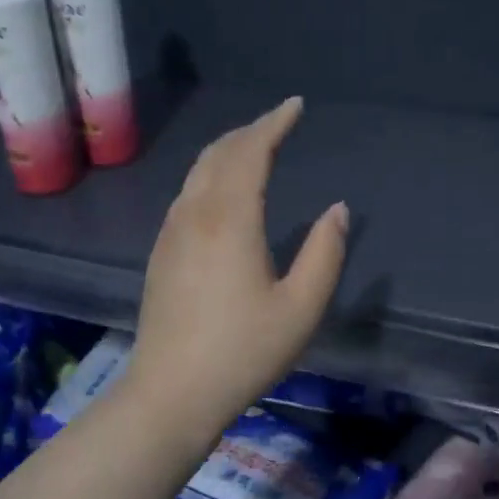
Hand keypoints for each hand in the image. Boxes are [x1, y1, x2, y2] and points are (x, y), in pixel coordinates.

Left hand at [124, 97, 347, 438]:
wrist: (171, 392)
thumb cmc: (243, 352)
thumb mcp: (301, 308)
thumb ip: (325, 253)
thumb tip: (337, 210)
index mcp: (230, 220)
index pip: (250, 153)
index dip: (273, 124)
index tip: (295, 106)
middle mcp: (195, 215)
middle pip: (219, 154)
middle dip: (249, 131)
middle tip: (277, 123)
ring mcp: (171, 233)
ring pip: (197, 173)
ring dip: (227, 151)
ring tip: (254, 148)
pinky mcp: (161, 253)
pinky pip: (187, 194)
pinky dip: (210, 175)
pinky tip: (222, 192)